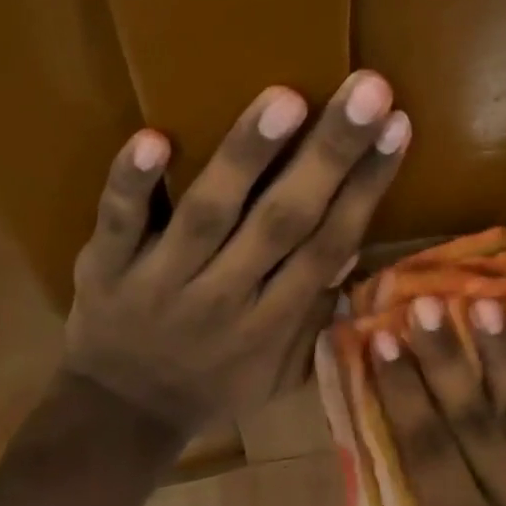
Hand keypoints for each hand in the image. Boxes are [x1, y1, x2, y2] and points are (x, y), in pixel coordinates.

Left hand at [61, 72, 408, 434]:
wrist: (123, 416)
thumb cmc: (214, 386)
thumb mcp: (279, 370)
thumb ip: (316, 314)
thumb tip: (350, 249)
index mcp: (274, 321)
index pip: (329, 244)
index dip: (366, 187)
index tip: (398, 127)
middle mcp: (227, 296)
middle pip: (284, 220)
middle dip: (329, 155)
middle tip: (366, 89)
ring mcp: (163, 281)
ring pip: (210, 214)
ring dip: (247, 157)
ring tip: (286, 99)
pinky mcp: (107, 269)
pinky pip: (119, 223)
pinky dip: (133, 184)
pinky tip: (153, 136)